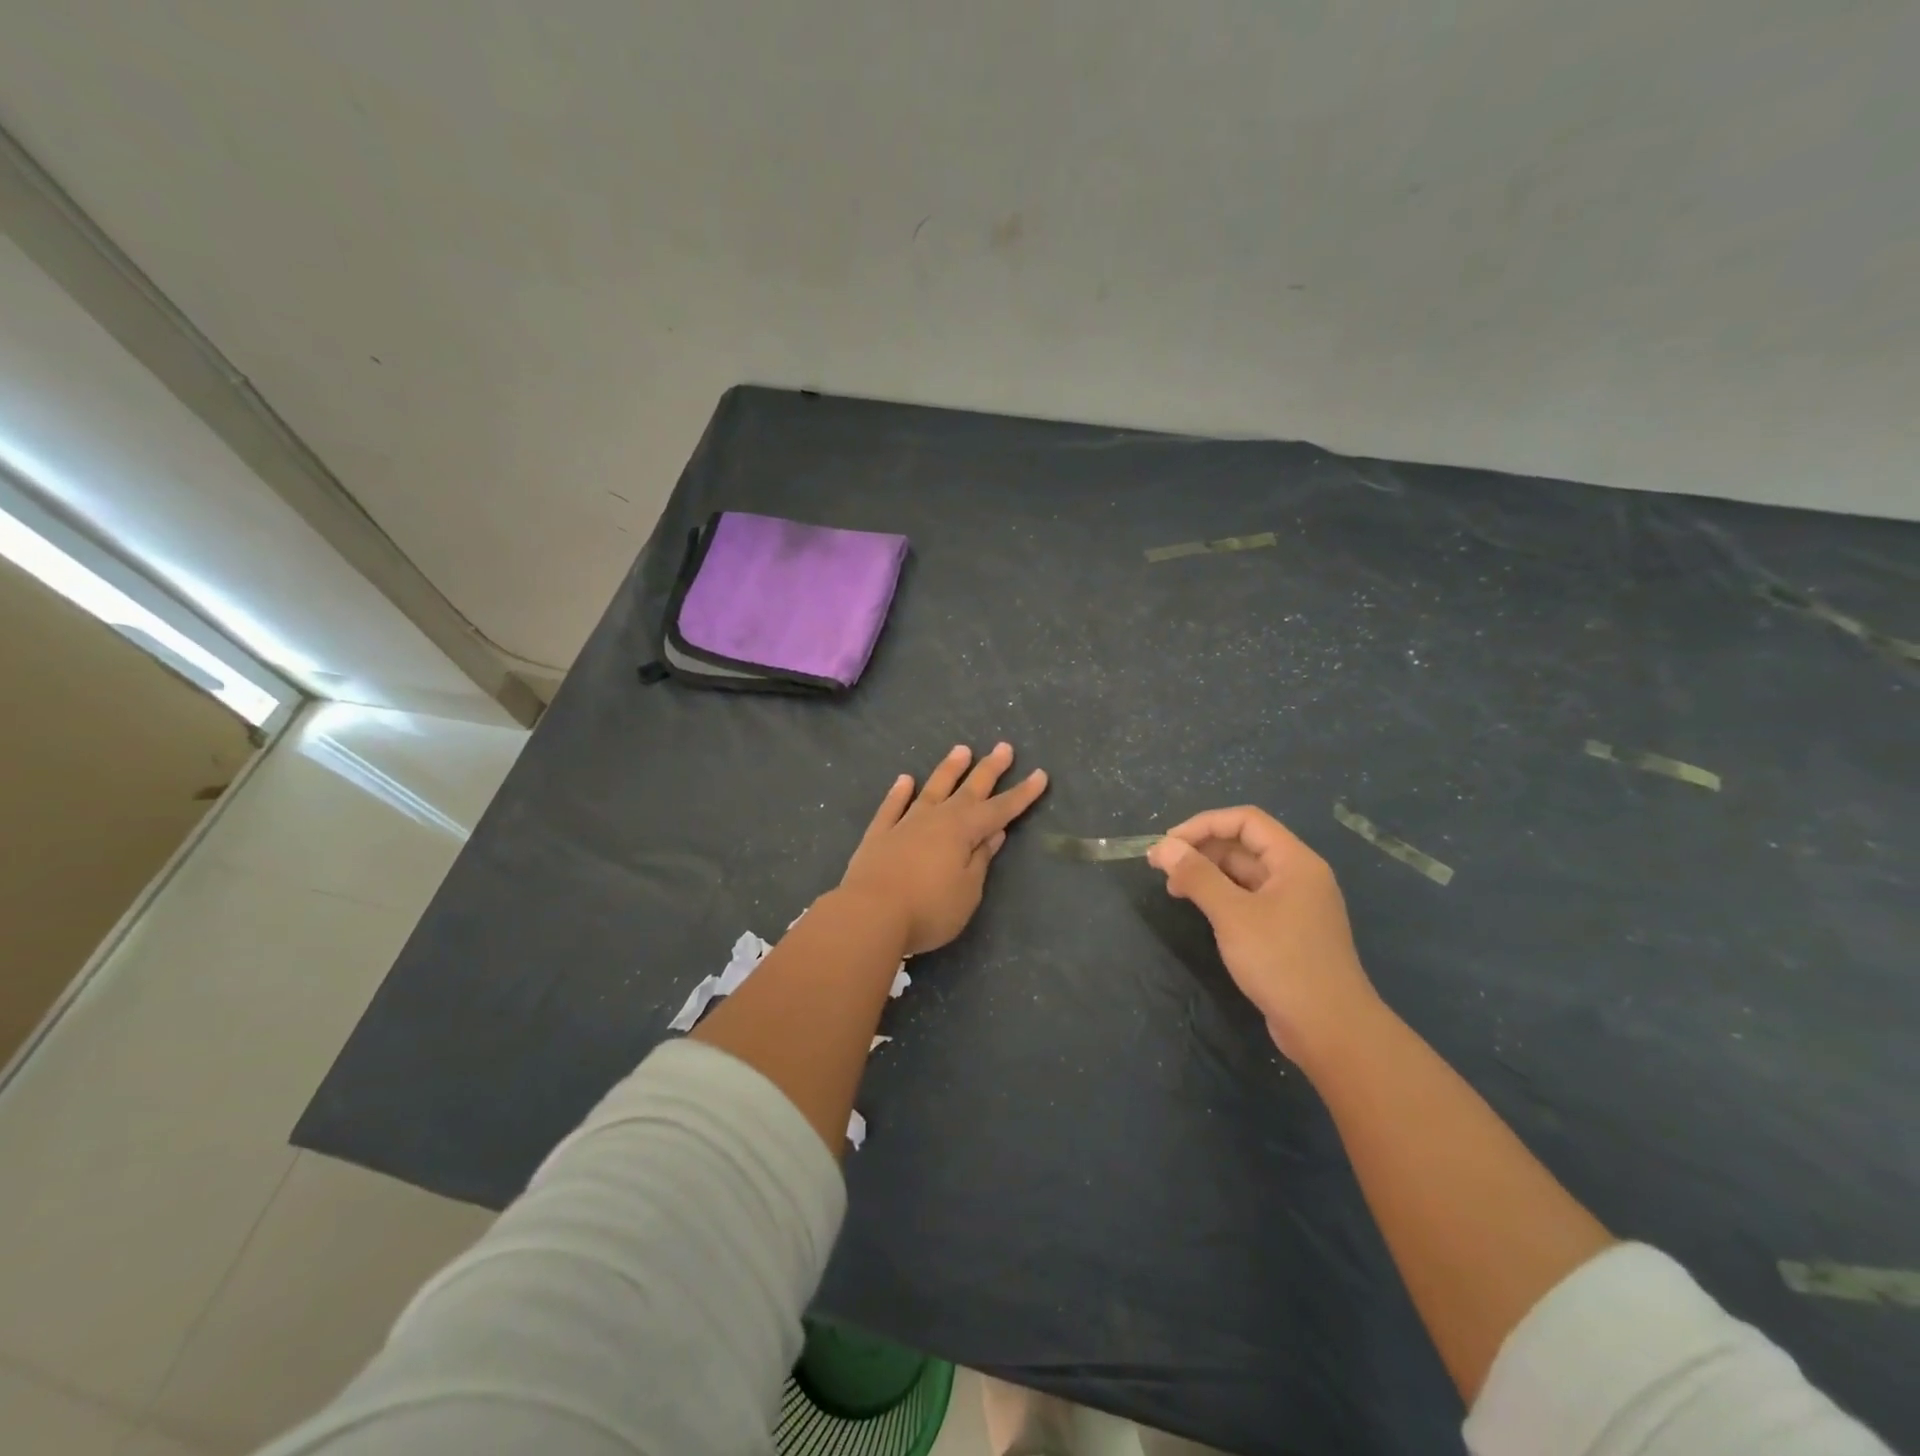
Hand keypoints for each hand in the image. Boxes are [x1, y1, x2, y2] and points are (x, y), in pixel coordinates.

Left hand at [837, 743, 1047, 955]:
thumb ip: (980, 859)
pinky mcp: (879, 835)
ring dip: (948, 770)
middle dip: (989, 769)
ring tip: (961, 749)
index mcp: (963, 832)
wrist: (870, 915)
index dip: (1021, 794)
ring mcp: (905, 824)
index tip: (1040, 775)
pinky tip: (905, 779)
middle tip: (1004, 747)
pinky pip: (892, 807)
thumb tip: (993, 833)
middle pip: (968, 790)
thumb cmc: (929, 909)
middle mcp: (936, 819)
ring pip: (932, 789)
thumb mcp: (968, 891)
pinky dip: (899, 792)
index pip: (1000, 810)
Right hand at [1147, 806, 1378, 1058]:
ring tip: (1174, 889)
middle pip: (1244, 845)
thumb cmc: (1282, 962)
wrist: (1330, 1029)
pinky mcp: (1287, 931)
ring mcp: (1294, 905)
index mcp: (1294, 861)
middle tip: (1161, 868)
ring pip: (1244, 874)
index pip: (1246, 821)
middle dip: (1201, 850)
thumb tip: (1164, 847)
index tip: (1168, 844)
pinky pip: (1249, 899)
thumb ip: (1197, 876)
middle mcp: (1297, 876)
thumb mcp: (1233, 915)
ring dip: (1207, 873)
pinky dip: (1221, 896)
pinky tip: (1200, 910)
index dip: (1203, 825)